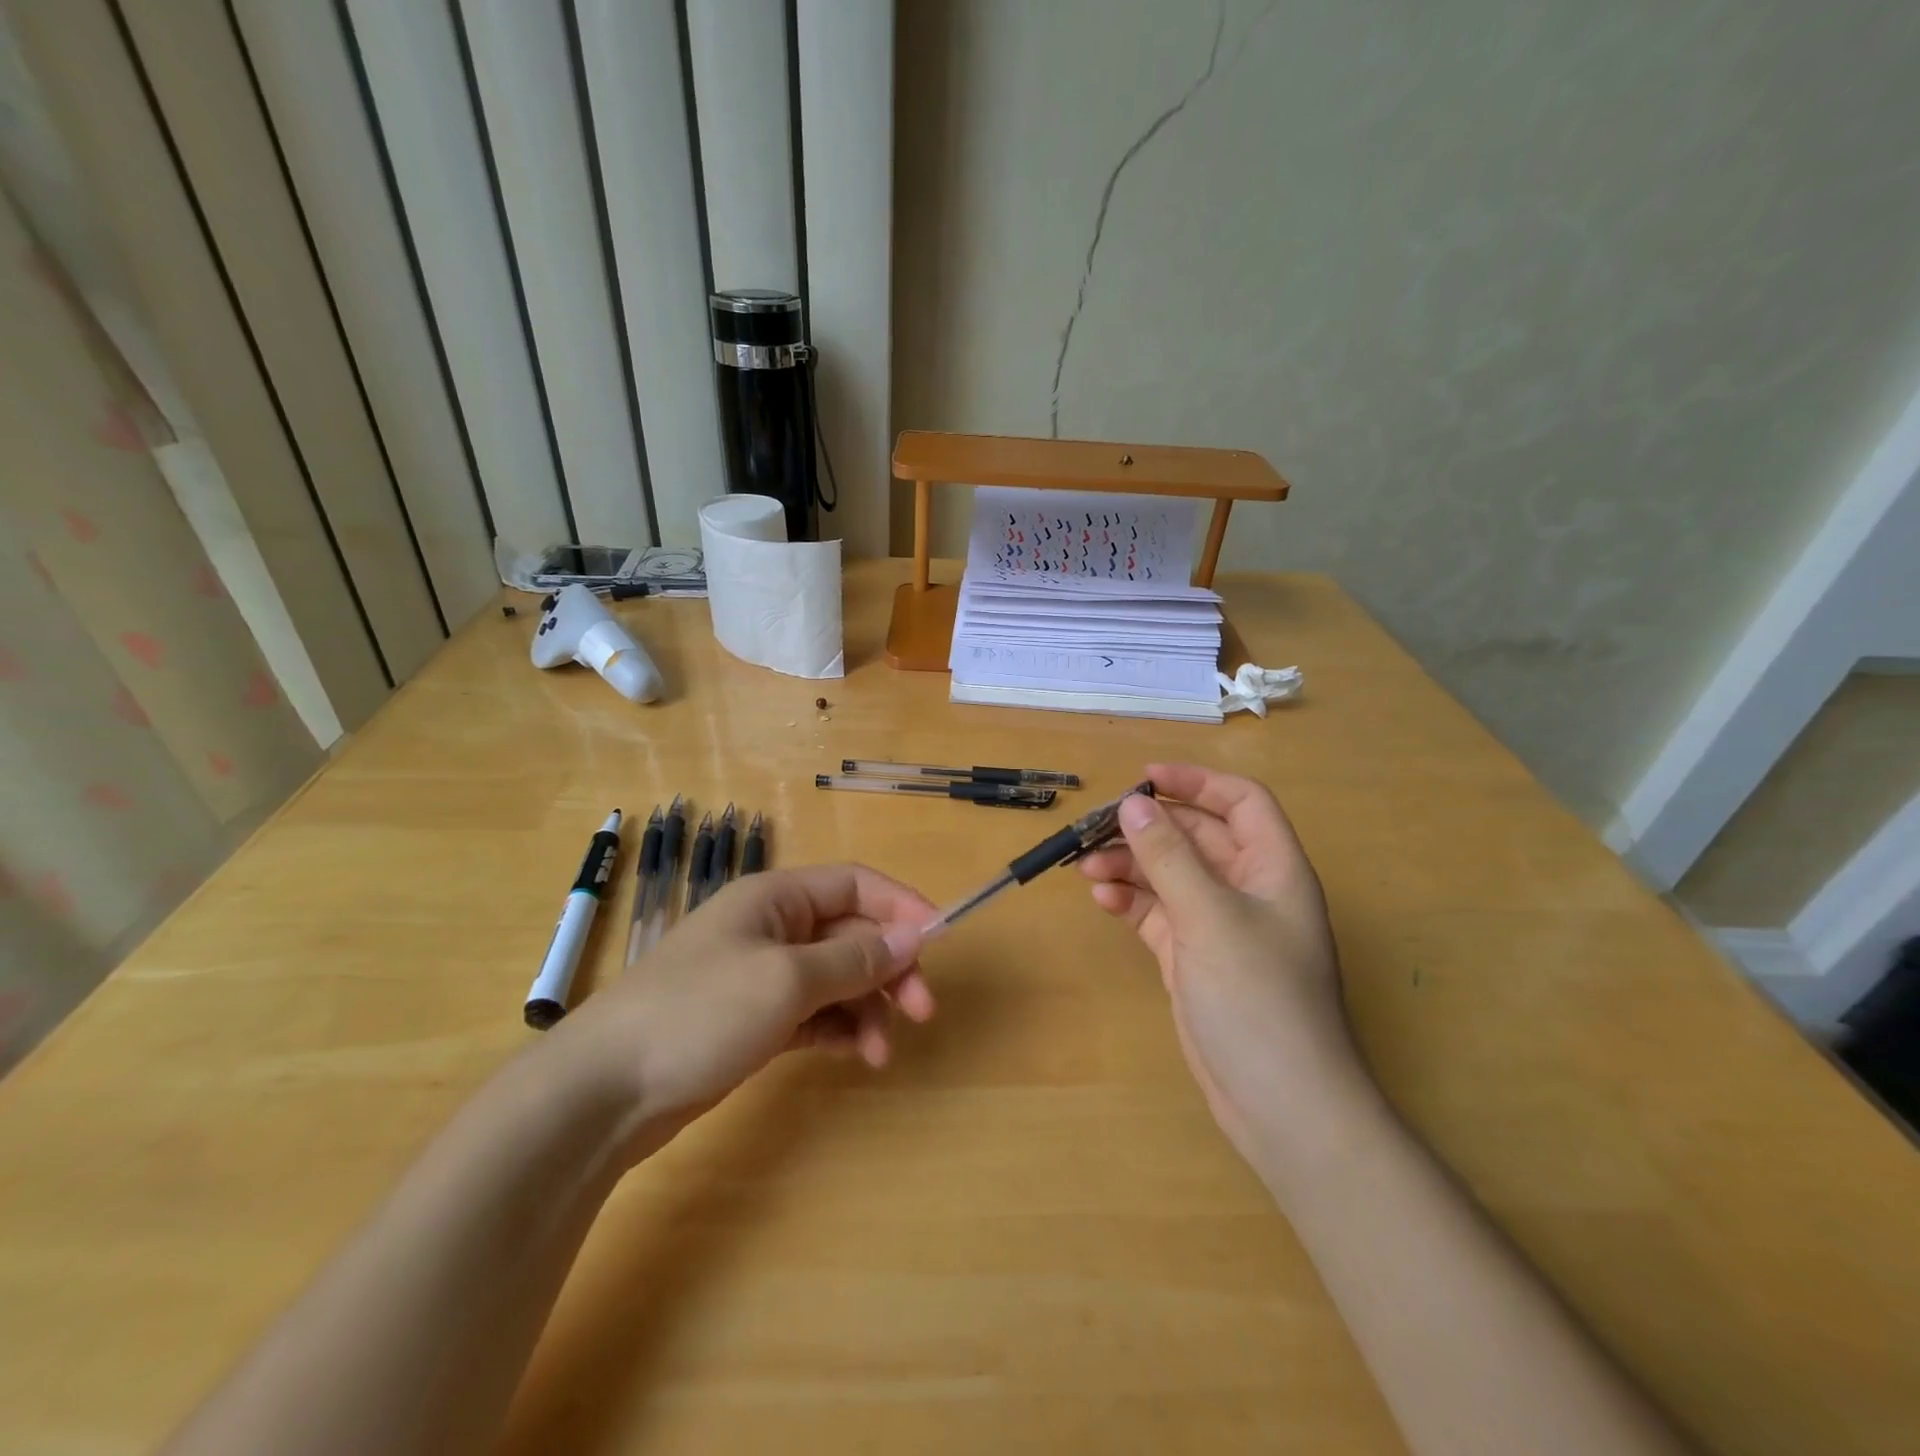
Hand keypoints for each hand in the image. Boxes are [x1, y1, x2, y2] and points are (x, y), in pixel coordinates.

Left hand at [549, 864, 936, 1151]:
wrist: (604, 1091)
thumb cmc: (699, 1013)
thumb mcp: (787, 980)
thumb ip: (854, 958)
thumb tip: (912, 937)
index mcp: (776, 897)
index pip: (855, 885)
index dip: (901, 906)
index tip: (939, 939)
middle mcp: (772, 928)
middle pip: (850, 933)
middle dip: (889, 967)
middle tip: (922, 1010)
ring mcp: (762, 976)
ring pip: (836, 977)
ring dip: (868, 1006)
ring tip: (883, 1051)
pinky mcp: (754, 1020)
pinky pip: (815, 1013)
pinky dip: (840, 1029)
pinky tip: (858, 1054)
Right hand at [1077, 764, 1359, 1162]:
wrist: (1280, 1105)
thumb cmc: (1259, 999)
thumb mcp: (1211, 918)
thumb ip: (1169, 858)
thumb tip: (1132, 805)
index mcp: (1273, 868)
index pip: (1241, 802)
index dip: (1197, 782)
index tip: (1144, 779)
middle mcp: (1247, 890)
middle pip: (1195, 837)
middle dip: (1147, 829)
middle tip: (1094, 829)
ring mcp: (1218, 926)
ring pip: (1170, 875)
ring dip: (1130, 866)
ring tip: (1086, 868)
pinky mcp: (1192, 958)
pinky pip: (1157, 914)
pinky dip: (1130, 902)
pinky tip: (1102, 901)